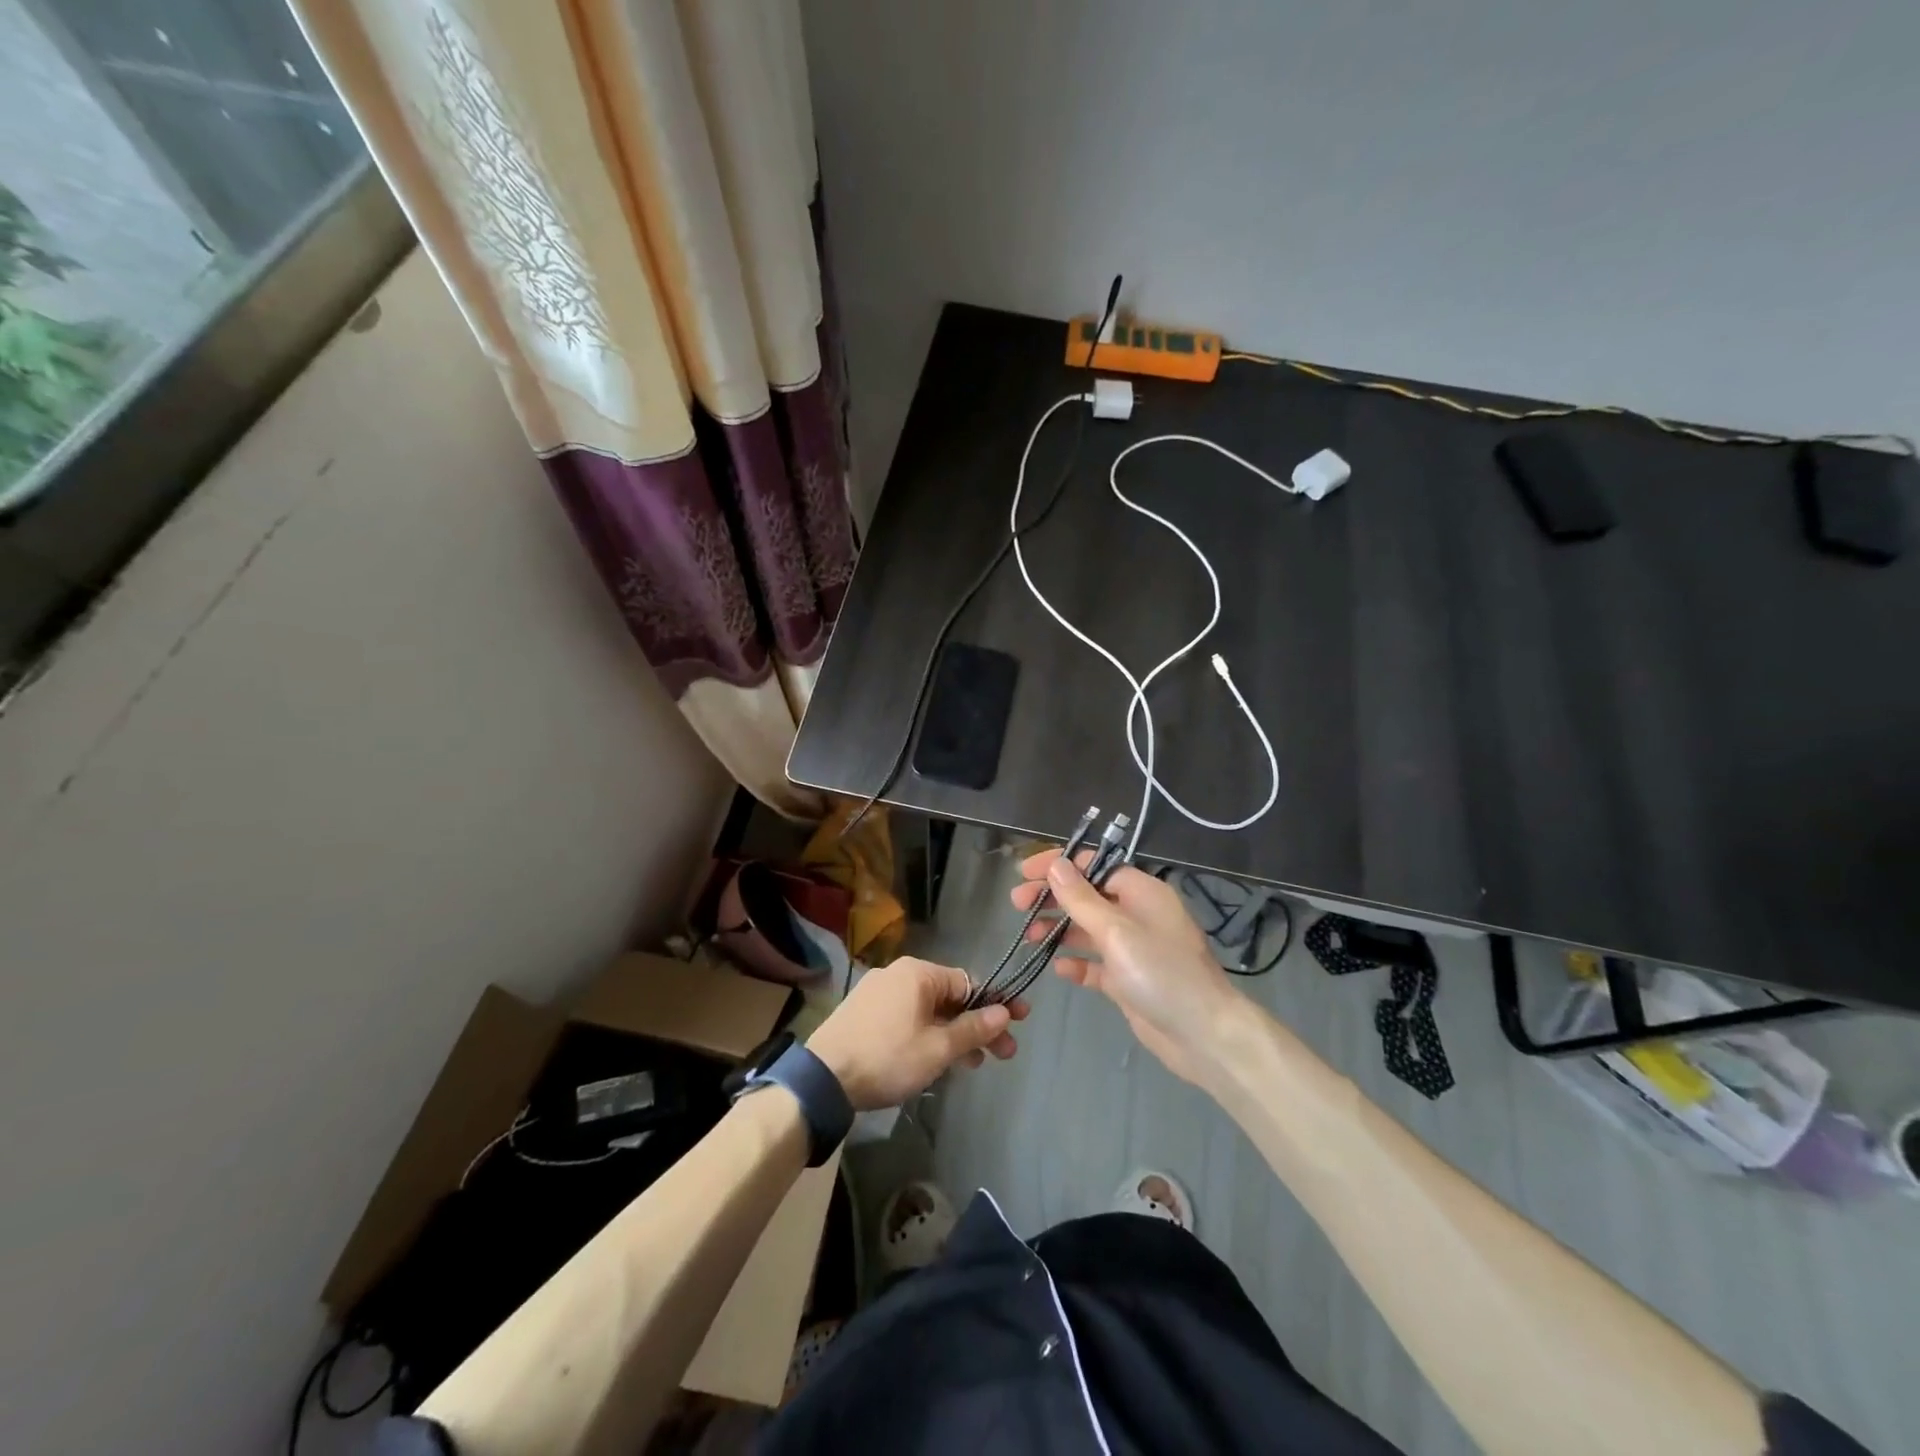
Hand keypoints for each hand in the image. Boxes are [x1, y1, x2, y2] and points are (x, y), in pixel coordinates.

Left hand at [806, 957, 1026, 1110]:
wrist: (824, 1077)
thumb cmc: (888, 1057)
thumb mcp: (938, 1048)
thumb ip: (973, 1029)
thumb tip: (1004, 1012)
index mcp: (918, 973)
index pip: (968, 983)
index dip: (996, 1004)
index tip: (1019, 1023)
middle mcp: (898, 973)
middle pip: (949, 997)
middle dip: (977, 1025)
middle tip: (1002, 1054)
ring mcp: (878, 992)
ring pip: (928, 1010)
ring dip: (954, 1033)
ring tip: (972, 1064)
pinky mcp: (865, 1012)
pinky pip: (908, 1017)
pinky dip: (928, 1034)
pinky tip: (937, 1059)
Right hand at [1011, 849, 1243, 1085]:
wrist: (1203, 1036)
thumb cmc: (1161, 973)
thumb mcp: (1117, 931)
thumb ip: (1082, 899)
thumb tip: (1056, 864)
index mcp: (1142, 892)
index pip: (1095, 865)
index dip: (1059, 865)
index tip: (1025, 872)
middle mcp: (1137, 914)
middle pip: (1088, 896)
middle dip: (1053, 897)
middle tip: (1017, 905)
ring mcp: (1133, 949)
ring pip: (1088, 929)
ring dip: (1059, 928)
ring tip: (1029, 936)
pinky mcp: (1128, 980)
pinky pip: (1095, 964)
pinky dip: (1076, 963)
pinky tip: (1057, 969)